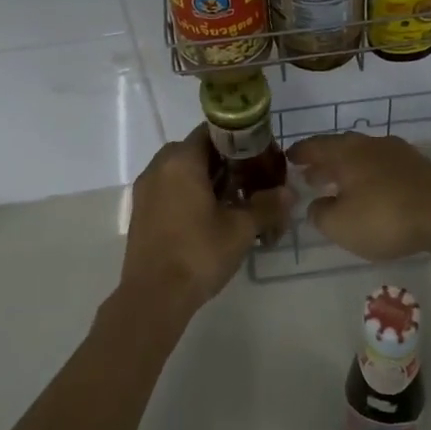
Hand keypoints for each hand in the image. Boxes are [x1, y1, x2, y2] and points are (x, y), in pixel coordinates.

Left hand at [118, 127, 291, 324]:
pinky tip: (211, 218)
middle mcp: (159, 166)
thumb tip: (289, 193)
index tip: (261, 157)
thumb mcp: (241, 229)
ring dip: (209, 180)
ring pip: (184, 171)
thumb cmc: (198, 253)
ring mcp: (146, 189)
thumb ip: (267, 205)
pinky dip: (191, 194)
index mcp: (182, 160)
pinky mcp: (141, 211)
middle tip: (252, 182)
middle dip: (227, 163)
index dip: (240, 141)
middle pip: (199, 150)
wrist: (153, 298)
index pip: (214, 131)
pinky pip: (171, 188)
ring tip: (235, 203)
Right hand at [286, 132, 430, 262]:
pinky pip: (384, 168)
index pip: (315, 146)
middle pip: (340, 149)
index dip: (300, 153)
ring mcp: (397, 153)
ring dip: (348, 171)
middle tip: (310, 176)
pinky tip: (373, 194)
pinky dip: (370, 177)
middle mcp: (370, 144)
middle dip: (324, 163)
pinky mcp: (419, 167)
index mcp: (346, 152)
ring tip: (340, 188)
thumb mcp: (340, 225)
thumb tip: (317, 204)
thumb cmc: (385, 217)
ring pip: (364, 157)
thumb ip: (320, 214)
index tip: (288, 157)